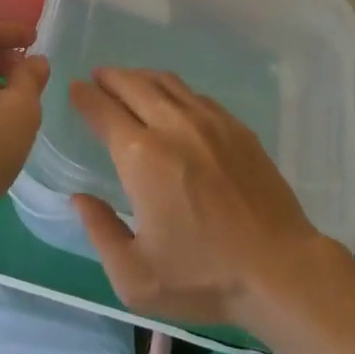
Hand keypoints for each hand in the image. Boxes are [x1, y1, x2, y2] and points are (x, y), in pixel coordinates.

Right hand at [69, 68, 331, 326]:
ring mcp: (209, 121)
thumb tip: (79, 199)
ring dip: (141, 77)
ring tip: (129, 81)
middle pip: (133, 84)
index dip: (84, 96)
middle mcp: (173, 126)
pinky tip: (173, 102)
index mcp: (142, 156)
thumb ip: (100, 231)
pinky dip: (174, 90)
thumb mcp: (135, 276)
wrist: (280, 269)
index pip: (103, 110)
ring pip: (167, 83)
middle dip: (109, 77)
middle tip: (97, 77)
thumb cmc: (203, 276)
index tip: (74, 89)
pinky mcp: (237, 127)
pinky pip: (196, 95)